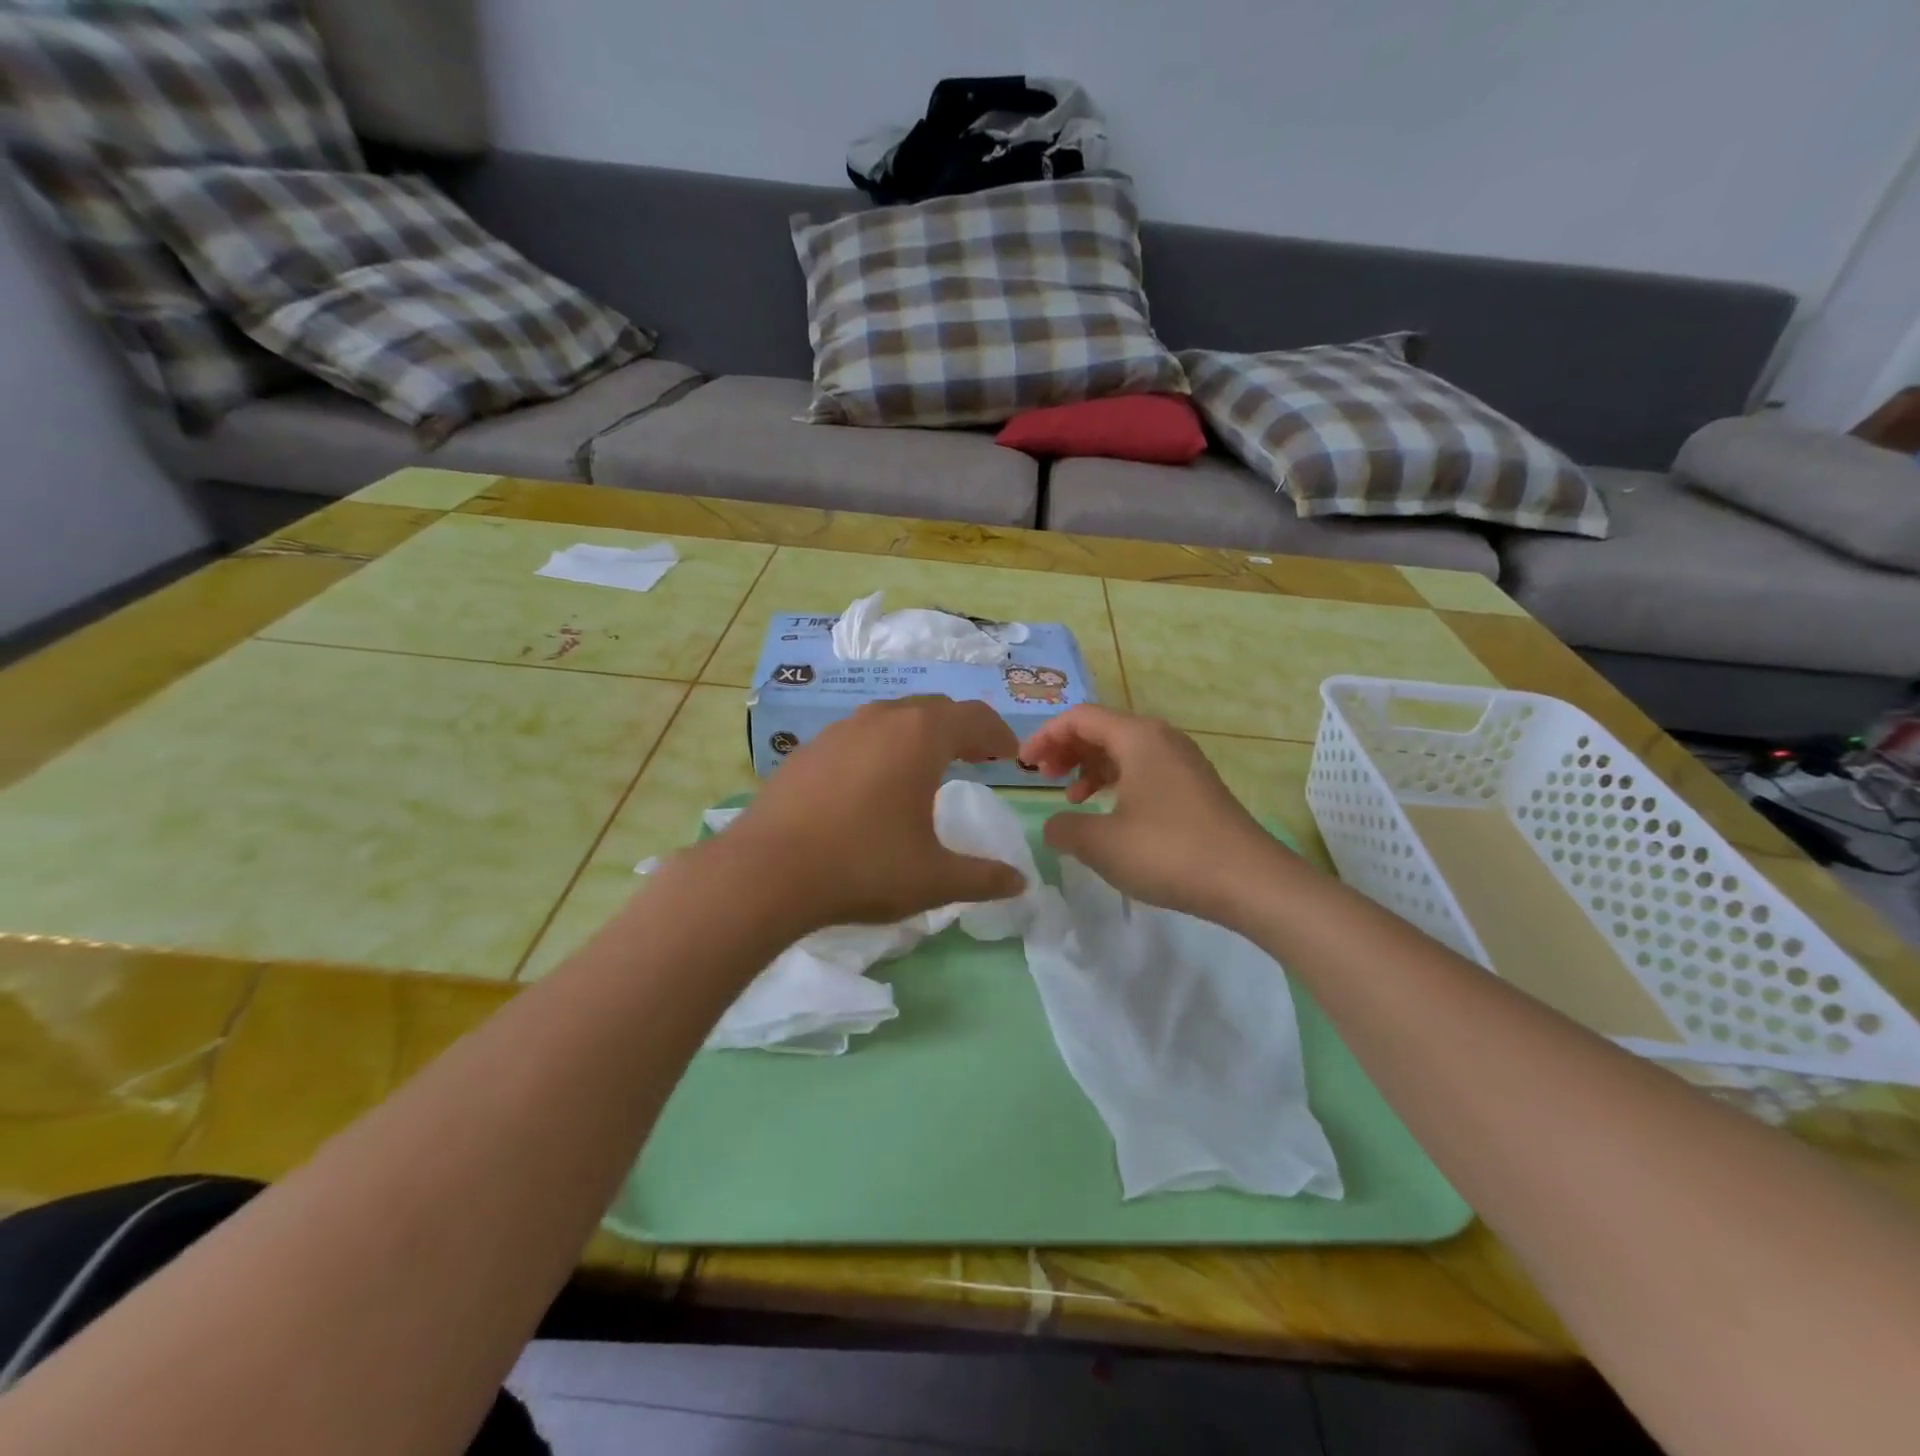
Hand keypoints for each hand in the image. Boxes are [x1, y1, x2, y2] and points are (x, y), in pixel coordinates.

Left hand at [716, 696, 1026, 933]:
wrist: (767, 872)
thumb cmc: (864, 867)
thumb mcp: (934, 878)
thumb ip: (983, 877)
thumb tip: (1020, 882)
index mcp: (920, 736)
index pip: (974, 718)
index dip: (998, 734)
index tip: (1009, 756)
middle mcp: (881, 720)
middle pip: (934, 709)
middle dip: (961, 730)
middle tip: (976, 758)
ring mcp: (839, 731)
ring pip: (892, 718)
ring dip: (919, 735)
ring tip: (926, 768)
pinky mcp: (807, 750)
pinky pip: (858, 736)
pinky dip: (881, 748)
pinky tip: (873, 784)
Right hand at [1018, 704, 1291, 924]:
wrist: (1249, 881)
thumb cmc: (1169, 853)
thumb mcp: (1102, 844)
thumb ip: (1064, 829)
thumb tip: (1053, 826)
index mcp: (1137, 737)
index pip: (1080, 718)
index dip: (1045, 736)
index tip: (1024, 766)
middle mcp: (1161, 738)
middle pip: (1102, 728)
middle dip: (1066, 749)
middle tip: (1043, 777)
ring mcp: (1182, 762)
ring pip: (1124, 750)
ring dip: (1090, 767)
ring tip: (1072, 797)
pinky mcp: (1194, 786)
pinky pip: (1144, 769)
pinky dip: (1117, 782)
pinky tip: (1109, 812)